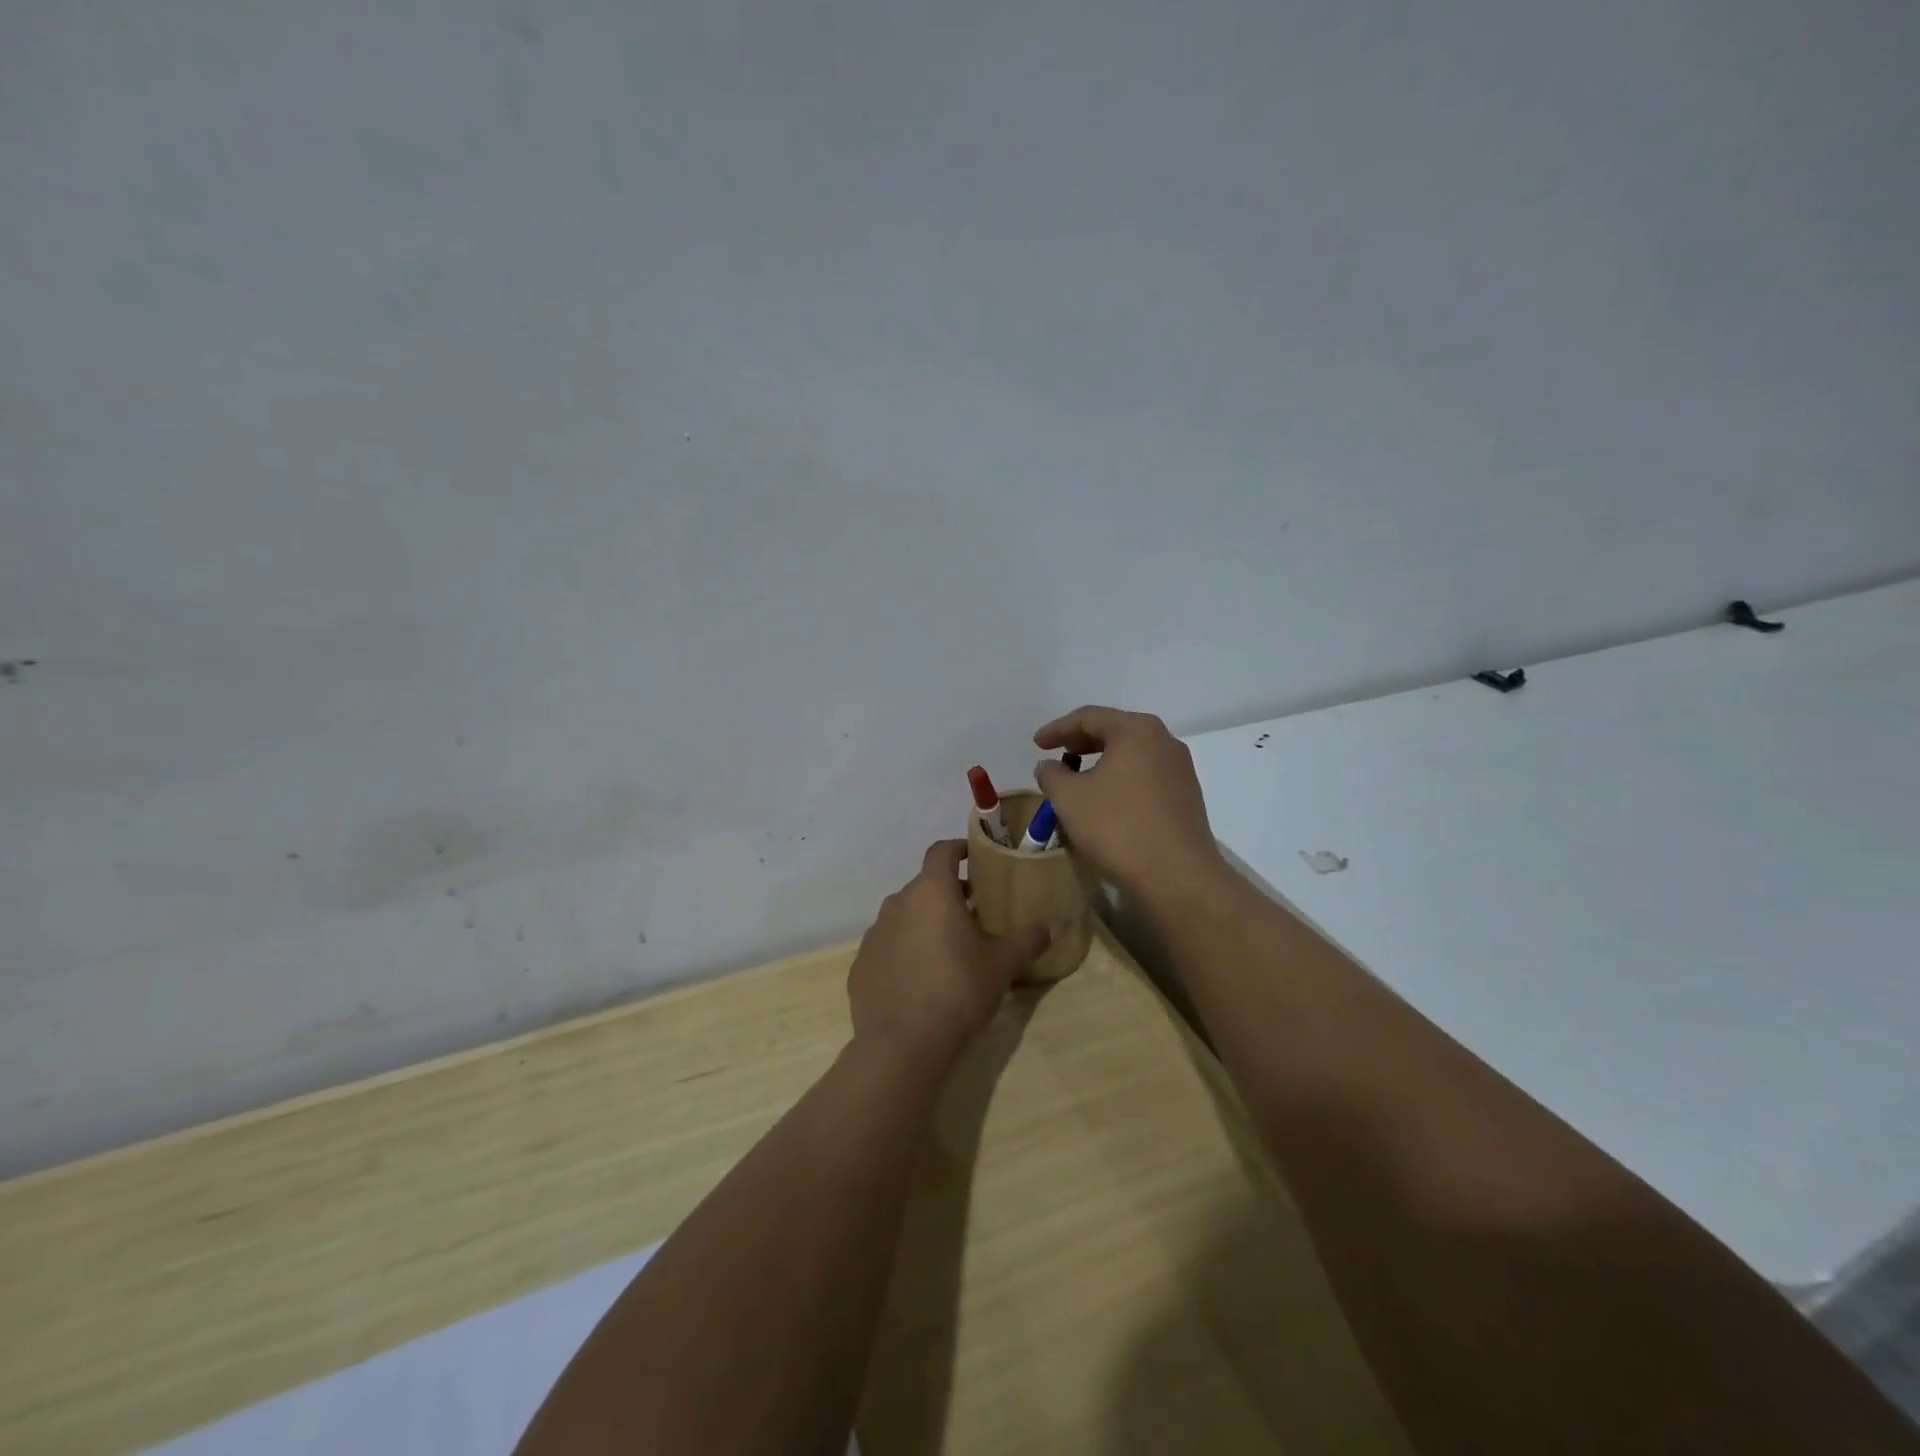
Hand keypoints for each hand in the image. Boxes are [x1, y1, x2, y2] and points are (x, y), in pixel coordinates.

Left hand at [848, 840, 1049, 1063]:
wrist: (903, 1044)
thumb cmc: (958, 991)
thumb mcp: (1003, 965)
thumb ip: (1027, 940)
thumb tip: (1048, 926)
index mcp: (931, 892)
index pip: (941, 852)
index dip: (958, 849)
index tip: (972, 858)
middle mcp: (897, 903)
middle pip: (924, 886)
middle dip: (947, 895)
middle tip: (972, 915)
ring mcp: (874, 934)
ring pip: (904, 917)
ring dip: (924, 923)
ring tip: (947, 950)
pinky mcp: (861, 965)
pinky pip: (887, 947)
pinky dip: (903, 953)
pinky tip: (919, 981)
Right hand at [1034, 705, 1225, 903]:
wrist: (1177, 876)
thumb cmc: (1117, 827)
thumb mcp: (1069, 798)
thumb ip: (1052, 774)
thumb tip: (1049, 766)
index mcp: (1136, 730)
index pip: (1089, 717)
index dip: (1057, 729)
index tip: (1036, 744)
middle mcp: (1164, 741)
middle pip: (1115, 731)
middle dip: (1081, 741)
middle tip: (1057, 754)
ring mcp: (1180, 769)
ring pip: (1133, 754)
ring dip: (1102, 761)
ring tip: (1078, 778)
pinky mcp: (1187, 796)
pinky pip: (1146, 775)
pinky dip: (1122, 778)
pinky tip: (1107, 799)